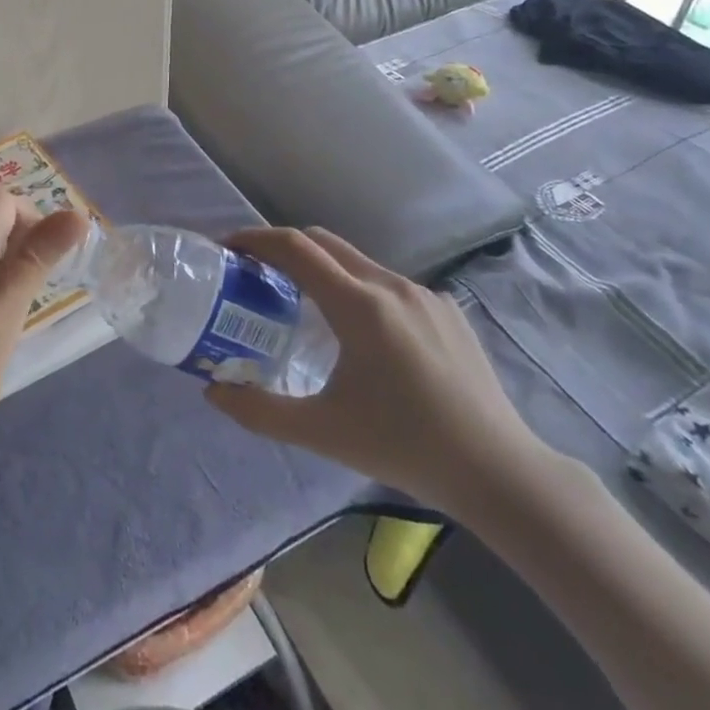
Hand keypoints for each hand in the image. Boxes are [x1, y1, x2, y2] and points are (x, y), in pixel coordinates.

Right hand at [204, 226, 554, 521]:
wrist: (497, 470)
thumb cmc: (403, 446)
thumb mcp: (322, 432)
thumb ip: (260, 411)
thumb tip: (212, 391)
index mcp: (359, 306)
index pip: (296, 248)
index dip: (256, 239)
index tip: (229, 248)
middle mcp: (390, 285)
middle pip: (324, 242)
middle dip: (284, 246)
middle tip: (256, 271)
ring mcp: (424, 293)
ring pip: (358, 262)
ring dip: (322, 268)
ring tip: (303, 302)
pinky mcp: (446, 308)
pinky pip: (388, 284)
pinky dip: (358, 288)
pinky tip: (361, 333)